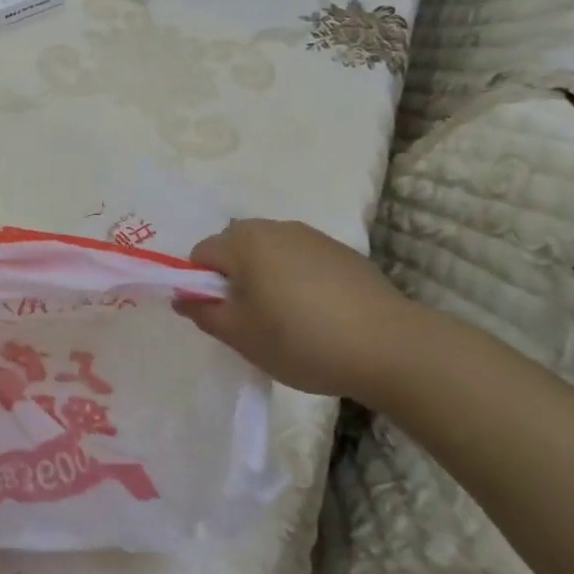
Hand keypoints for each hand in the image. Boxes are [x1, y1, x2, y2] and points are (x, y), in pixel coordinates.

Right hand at [173, 219, 434, 400]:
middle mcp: (274, 227)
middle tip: (250, 321)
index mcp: (244, 241)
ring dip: (265, 278)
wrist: (390, 346)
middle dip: (233, 279)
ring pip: (270, 253)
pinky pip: (301, 260)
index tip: (221, 317)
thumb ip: (204, 313)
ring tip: (286, 320)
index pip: (201, 254)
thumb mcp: (241, 336)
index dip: (201, 286)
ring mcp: (312, 236)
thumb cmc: (301, 339)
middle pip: (235, 248)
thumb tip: (184, 296)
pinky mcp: (342, 252)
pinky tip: (318, 315)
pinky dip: (297, 280)